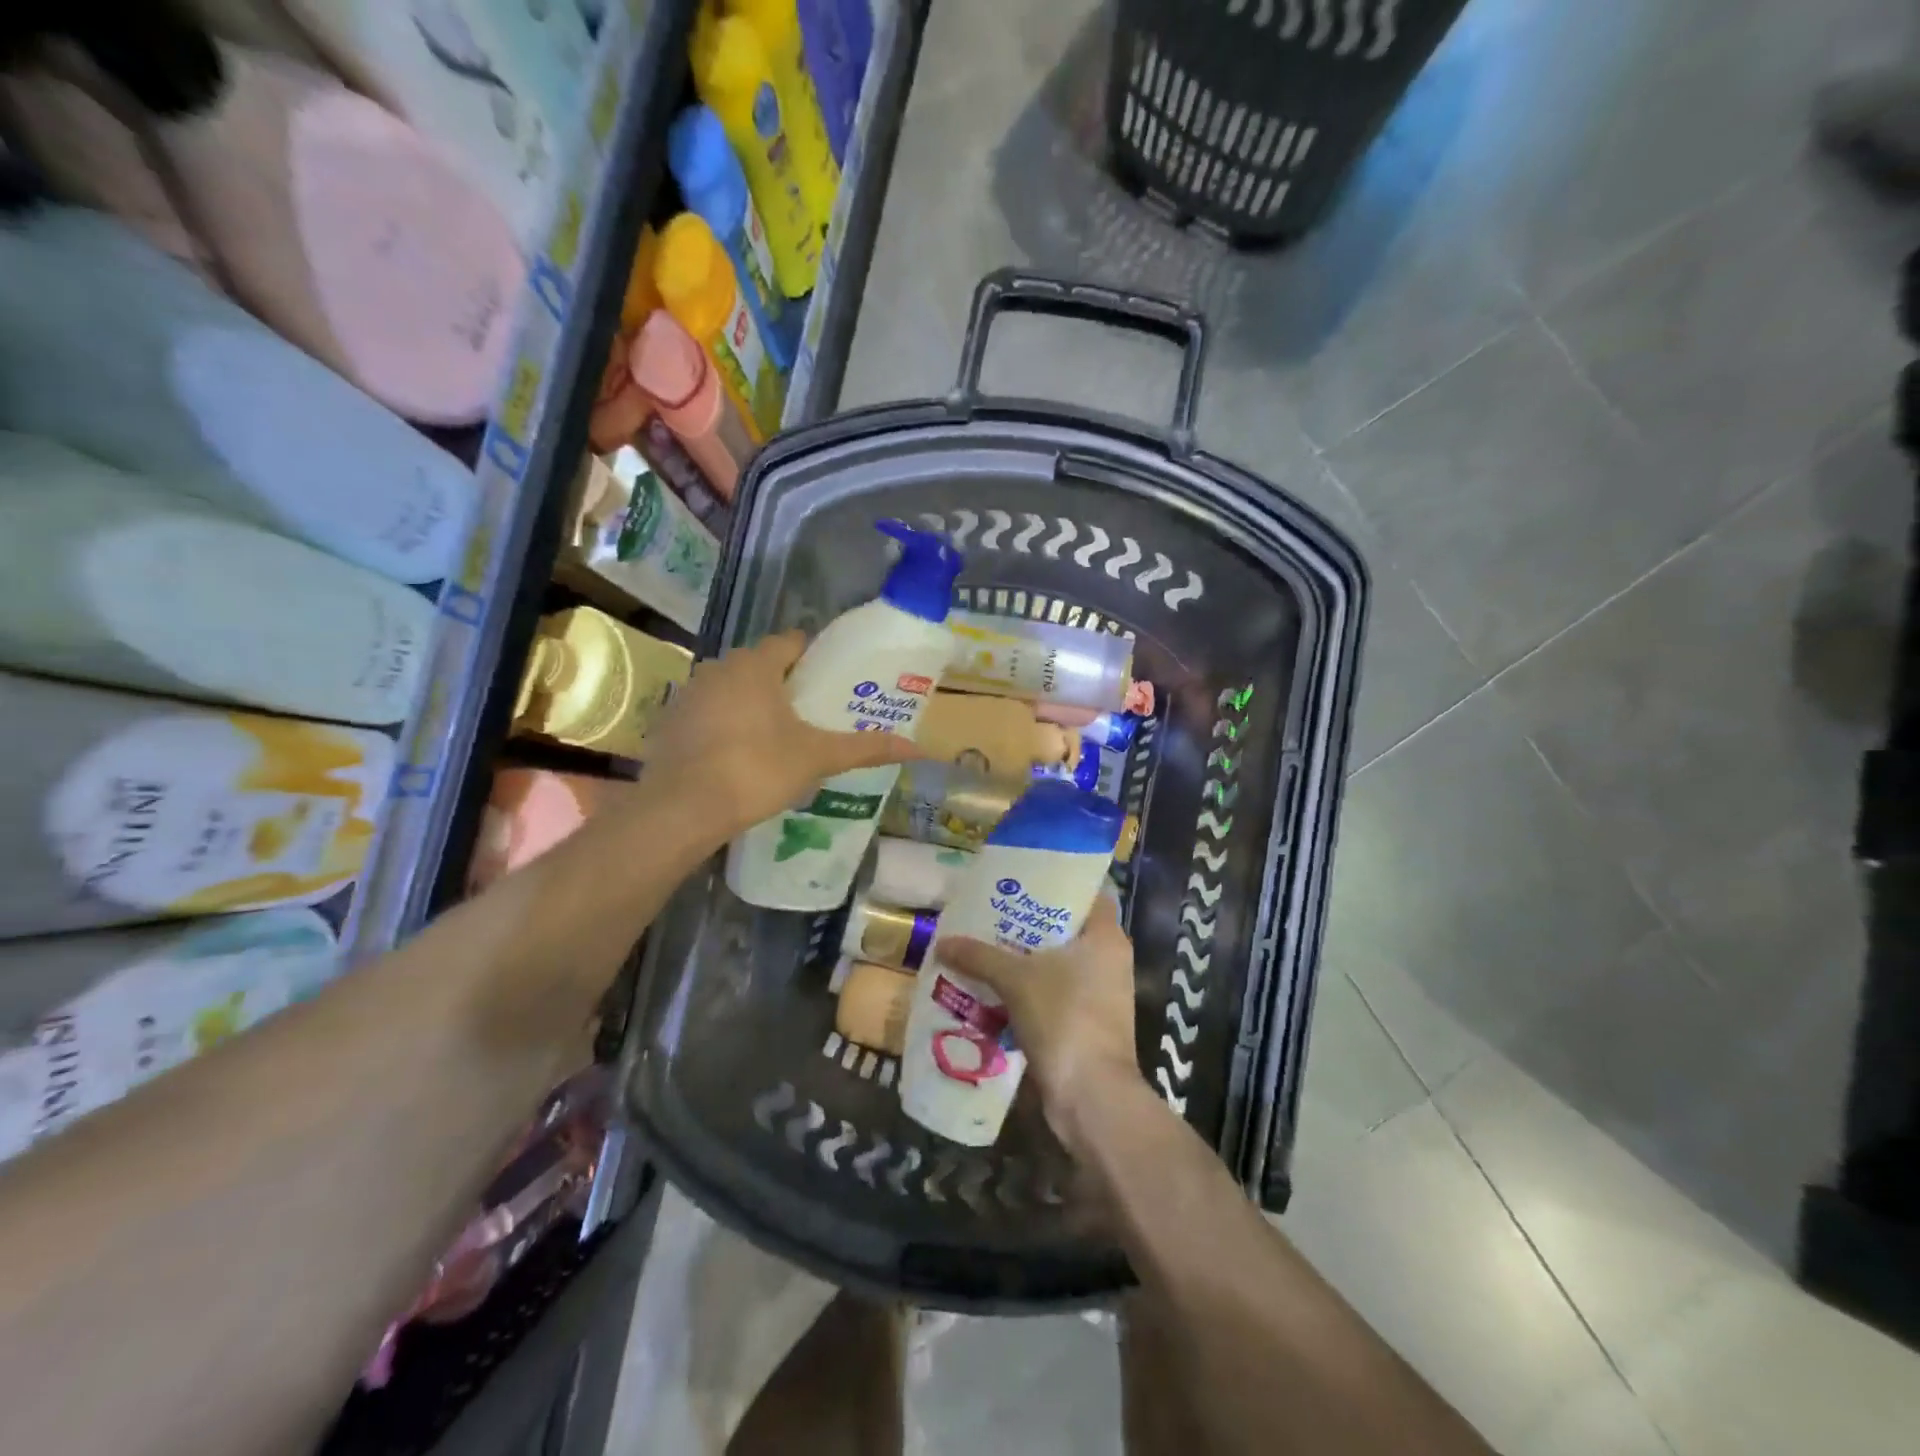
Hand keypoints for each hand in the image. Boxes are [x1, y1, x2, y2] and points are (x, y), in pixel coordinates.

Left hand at [642, 630, 922, 840]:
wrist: (682, 808)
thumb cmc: (756, 769)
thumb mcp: (817, 758)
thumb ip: (866, 748)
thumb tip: (920, 749)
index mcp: (756, 665)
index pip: (791, 641)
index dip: (814, 656)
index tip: (831, 679)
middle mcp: (718, 667)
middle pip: (760, 664)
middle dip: (785, 681)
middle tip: (812, 710)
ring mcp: (689, 693)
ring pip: (731, 687)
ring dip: (752, 702)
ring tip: (778, 733)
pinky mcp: (669, 721)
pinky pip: (707, 712)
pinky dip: (724, 723)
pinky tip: (737, 753)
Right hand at [934, 895, 1142, 1151]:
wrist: (1090, 1095)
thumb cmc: (1063, 1018)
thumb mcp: (1016, 980)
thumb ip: (980, 956)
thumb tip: (943, 941)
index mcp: (1106, 936)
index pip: (1086, 893)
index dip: (1056, 881)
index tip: (1022, 877)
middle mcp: (1109, 959)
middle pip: (1067, 928)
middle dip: (1030, 922)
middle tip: (992, 909)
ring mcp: (1101, 993)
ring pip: (1058, 962)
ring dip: (1025, 958)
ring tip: (985, 944)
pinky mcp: (1087, 1021)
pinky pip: (1054, 992)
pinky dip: (1028, 988)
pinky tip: (993, 985)